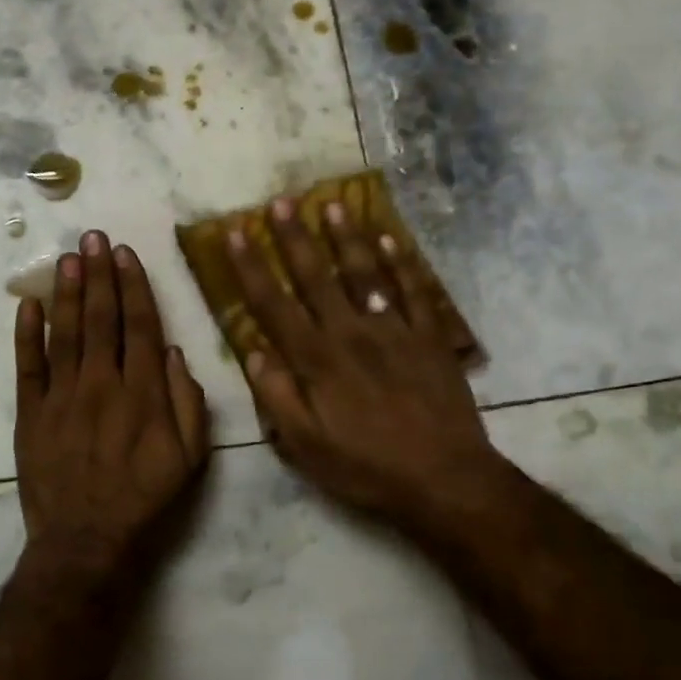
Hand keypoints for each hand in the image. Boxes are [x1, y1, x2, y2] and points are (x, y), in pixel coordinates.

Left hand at [14, 231, 209, 582]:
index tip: (127, 254)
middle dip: (99, 274)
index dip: (135, 287)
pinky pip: (27, 367)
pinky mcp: (31, 414)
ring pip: (64, 333)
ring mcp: (62, 397)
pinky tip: (27, 304)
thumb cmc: (146, 499)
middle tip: (94, 236)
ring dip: (66, 291)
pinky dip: (26, 334)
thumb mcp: (190, 458)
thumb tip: (176, 352)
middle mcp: (102, 384)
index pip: (141, 326)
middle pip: (100, 318)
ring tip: (68, 256)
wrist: (87, 541)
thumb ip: (189, 402)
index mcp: (143, 392)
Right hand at [228, 198, 512, 533]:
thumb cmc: (367, 467)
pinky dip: (402, 263)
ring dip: (347, 238)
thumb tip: (251, 351)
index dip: (251, 267)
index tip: (236, 233)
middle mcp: (351, 334)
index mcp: (316, 361)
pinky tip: (391, 238)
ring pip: (365, 274)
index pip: (274, 305)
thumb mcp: (306, 446)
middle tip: (281, 201)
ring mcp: (394, 331)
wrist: (444, 478)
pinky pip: (414, 291)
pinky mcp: (430, 338)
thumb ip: (276, 397)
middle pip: (316, 277)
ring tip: (333, 205)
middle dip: (295, 238)